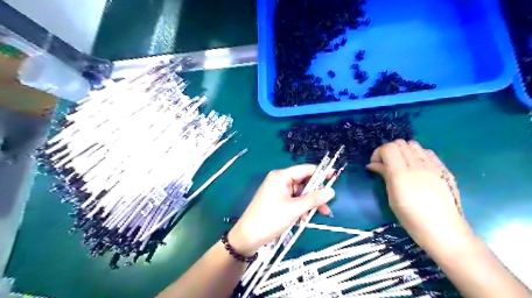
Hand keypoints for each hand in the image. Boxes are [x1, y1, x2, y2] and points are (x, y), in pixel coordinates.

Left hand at [227, 163, 333, 255]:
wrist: (248, 237)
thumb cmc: (270, 219)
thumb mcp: (294, 209)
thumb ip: (314, 199)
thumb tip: (331, 191)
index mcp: (281, 176)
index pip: (305, 169)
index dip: (321, 172)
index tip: (335, 176)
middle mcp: (280, 180)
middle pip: (304, 182)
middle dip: (316, 194)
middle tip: (327, 206)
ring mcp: (279, 191)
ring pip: (301, 193)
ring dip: (309, 204)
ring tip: (319, 215)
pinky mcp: (278, 201)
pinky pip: (295, 201)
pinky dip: (302, 208)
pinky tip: (304, 219)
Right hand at [366, 140, 473, 250]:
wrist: (444, 231)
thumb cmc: (411, 219)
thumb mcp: (392, 198)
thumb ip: (384, 176)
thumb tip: (373, 165)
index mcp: (401, 174)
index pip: (388, 148)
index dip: (378, 153)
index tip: (375, 165)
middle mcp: (417, 166)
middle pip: (400, 143)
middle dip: (389, 151)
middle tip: (386, 164)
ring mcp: (433, 166)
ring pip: (413, 144)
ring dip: (403, 151)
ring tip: (401, 165)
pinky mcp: (443, 169)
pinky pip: (427, 152)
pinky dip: (417, 155)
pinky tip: (416, 167)